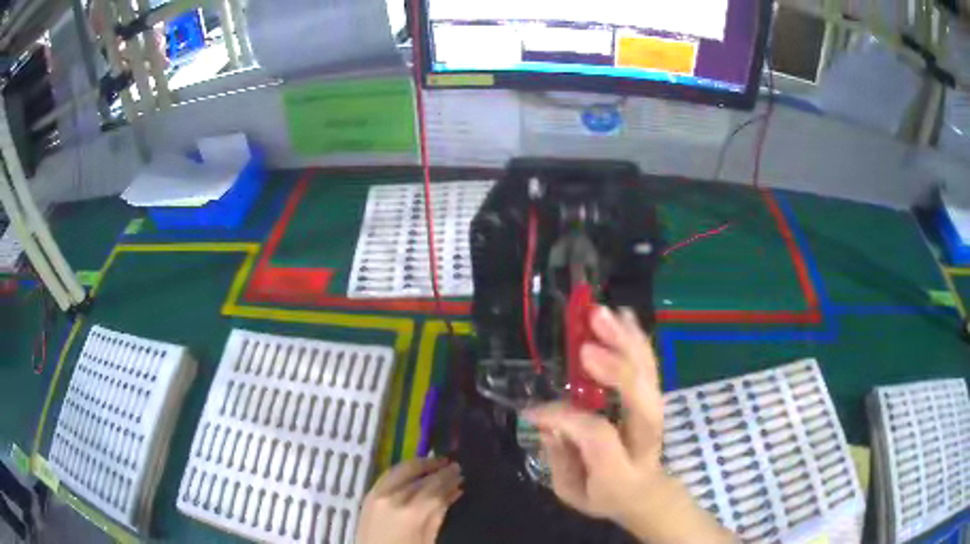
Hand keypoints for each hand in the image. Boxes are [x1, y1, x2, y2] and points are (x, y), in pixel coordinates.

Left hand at [356, 457, 462, 543]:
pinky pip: (388, 475)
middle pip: (417, 474)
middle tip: (452, 464)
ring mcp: (376, 494)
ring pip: (400, 469)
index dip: (449, 477)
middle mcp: (392, 497)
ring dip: (419, 465)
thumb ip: (439, 514)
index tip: (461, 470)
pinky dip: (404, 471)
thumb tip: (454, 492)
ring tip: (436, 464)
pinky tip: (415, 473)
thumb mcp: (428, 539)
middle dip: (436, 467)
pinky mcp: (368, 496)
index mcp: (411, 512)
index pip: (435, 486)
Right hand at [524, 307, 731, 542]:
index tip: (534, 410)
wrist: (645, 492)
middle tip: (586, 345)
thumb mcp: (571, 491)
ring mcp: (655, 416)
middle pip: (641, 402)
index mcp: (620, 470)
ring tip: (602, 315)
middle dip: (617, 371)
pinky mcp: (655, 399)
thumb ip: (559, 459)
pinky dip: (637, 340)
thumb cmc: (604, 494)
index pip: (597, 435)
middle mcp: (644, 439)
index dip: (566, 418)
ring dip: (626, 344)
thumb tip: (548, 421)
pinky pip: (649, 367)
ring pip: (648, 377)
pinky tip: (624, 316)